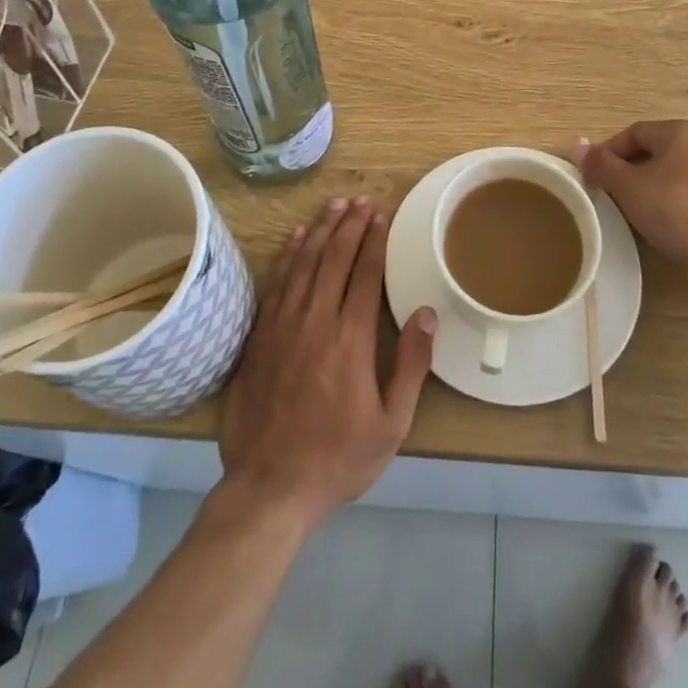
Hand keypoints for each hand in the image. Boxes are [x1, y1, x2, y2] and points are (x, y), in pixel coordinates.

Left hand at [219, 197, 435, 532]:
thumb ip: (411, 364)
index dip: (373, 241)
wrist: (270, 486)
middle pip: (333, 259)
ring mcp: (283, 326)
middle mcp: (315, 321)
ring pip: (303, 263)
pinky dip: (288, 256)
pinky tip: (295, 238)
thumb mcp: (392, 423)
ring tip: (333, 206)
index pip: (363, 274)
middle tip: (360, 200)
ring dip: (319, 230)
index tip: (380, 215)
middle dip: (348, 225)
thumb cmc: (339, 457)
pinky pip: (277, 284)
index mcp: (350, 339)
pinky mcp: (259, 337)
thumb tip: (427, 313)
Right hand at [577, 121, 687, 275]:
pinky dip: (672, 199)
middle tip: (609, 194)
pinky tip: (664, 221)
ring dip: (649, 185)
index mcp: (680, 131)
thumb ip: (603, 166)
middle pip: (654, 150)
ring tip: (633, 209)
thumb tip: (579, 147)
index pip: (633, 133)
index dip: (608, 152)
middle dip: (628, 169)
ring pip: (672, 170)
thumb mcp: (630, 188)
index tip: (593, 177)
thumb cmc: (677, 210)